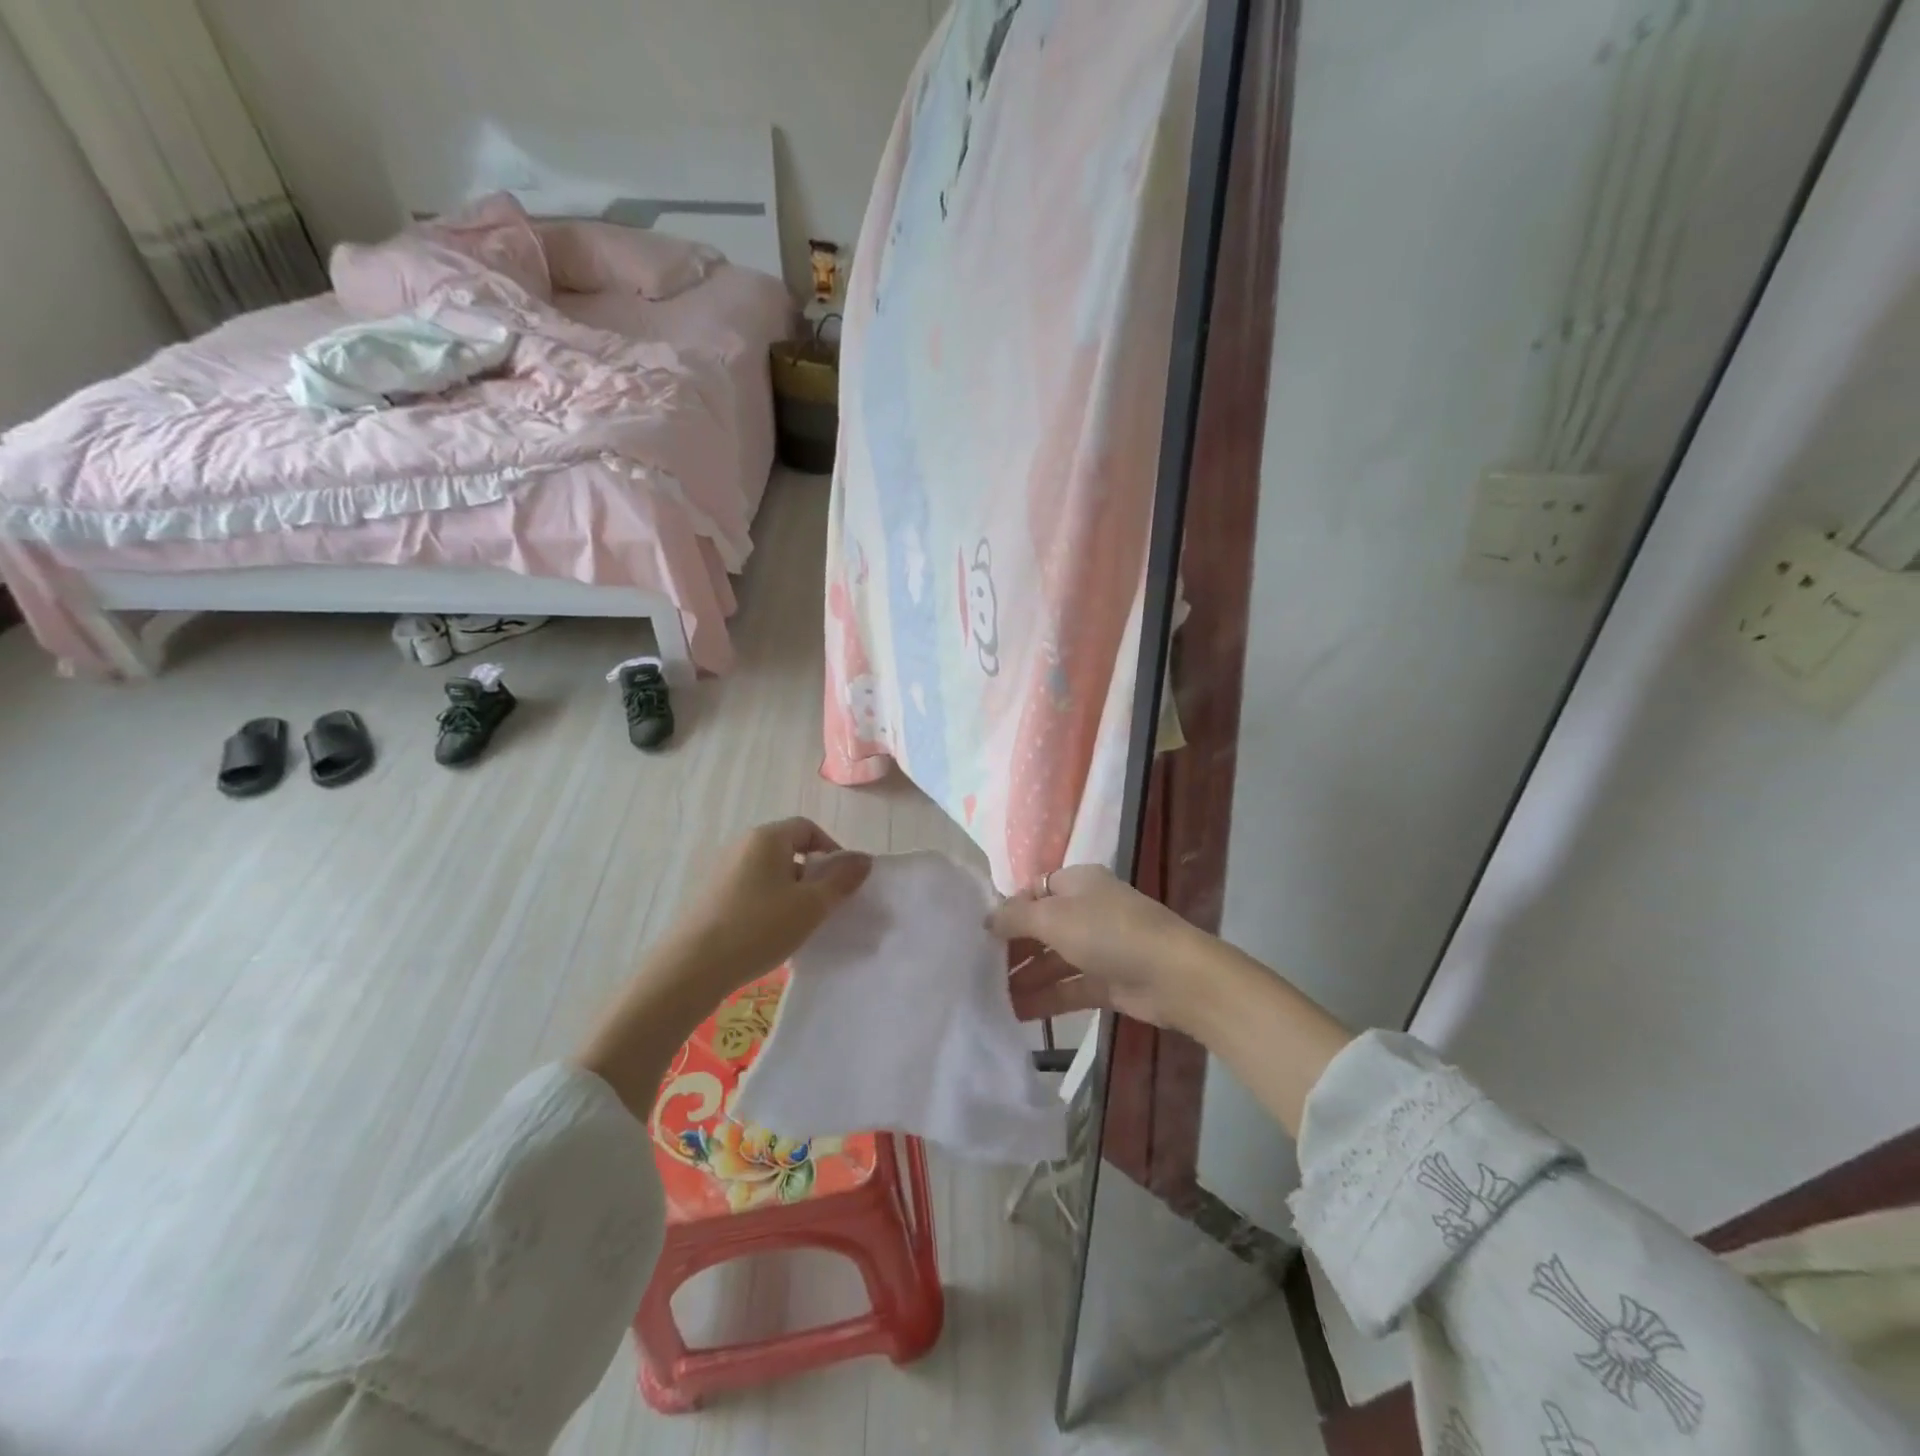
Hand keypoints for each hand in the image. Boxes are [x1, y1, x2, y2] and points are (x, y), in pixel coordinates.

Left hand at [654, 817, 872, 1002]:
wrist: (691, 968)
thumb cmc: (758, 928)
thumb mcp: (810, 905)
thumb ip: (841, 880)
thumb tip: (864, 859)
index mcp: (767, 838)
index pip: (808, 828)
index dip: (831, 851)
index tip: (841, 883)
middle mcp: (742, 845)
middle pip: (789, 850)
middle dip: (812, 875)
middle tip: (823, 907)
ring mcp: (722, 871)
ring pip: (770, 873)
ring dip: (791, 893)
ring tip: (797, 925)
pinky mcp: (711, 896)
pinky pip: (751, 890)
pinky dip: (768, 905)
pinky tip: (769, 935)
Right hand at [992, 865, 1353, 1136]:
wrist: (1176, 977)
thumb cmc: (1110, 933)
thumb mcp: (1055, 917)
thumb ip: (1016, 917)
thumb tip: (987, 918)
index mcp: (1076, 883)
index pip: (1032, 892)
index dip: (1006, 911)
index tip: (976, 935)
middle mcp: (1087, 910)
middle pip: (1040, 928)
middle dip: (1011, 949)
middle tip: (975, 971)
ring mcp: (1099, 947)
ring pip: (1053, 960)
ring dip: (1024, 978)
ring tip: (987, 998)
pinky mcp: (1108, 981)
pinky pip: (1069, 987)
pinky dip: (1045, 998)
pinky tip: (1016, 1014)